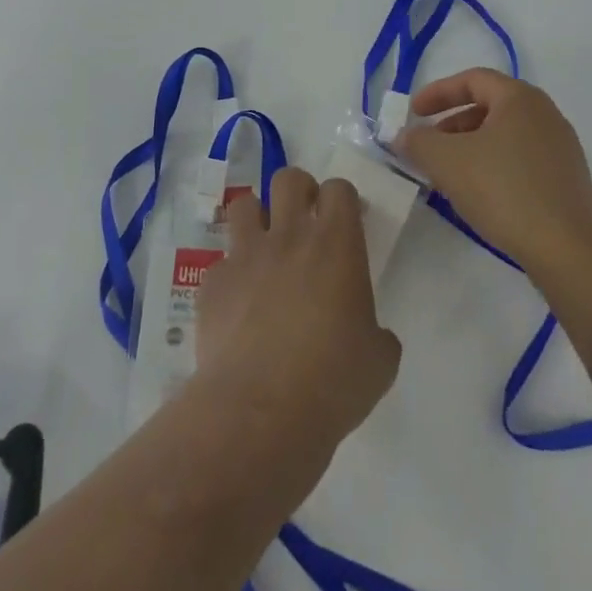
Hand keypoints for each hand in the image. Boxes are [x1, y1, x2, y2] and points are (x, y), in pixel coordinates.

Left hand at [196, 168, 401, 443]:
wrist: (260, 412)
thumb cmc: (332, 382)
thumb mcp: (379, 361)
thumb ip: (376, 333)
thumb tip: (369, 334)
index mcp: (336, 245)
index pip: (338, 189)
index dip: (342, 200)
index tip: (345, 221)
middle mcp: (289, 237)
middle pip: (288, 179)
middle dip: (298, 191)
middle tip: (304, 220)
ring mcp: (246, 255)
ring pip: (245, 205)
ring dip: (256, 219)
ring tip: (264, 249)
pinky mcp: (213, 283)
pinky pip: (221, 264)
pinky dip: (231, 277)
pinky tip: (237, 308)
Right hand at [395, 68, 591, 276]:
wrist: (569, 250)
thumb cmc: (505, 191)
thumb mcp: (447, 162)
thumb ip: (418, 142)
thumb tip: (404, 136)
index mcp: (520, 98)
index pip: (473, 79)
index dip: (438, 92)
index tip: (413, 113)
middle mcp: (545, 114)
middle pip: (489, 106)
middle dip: (452, 123)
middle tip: (428, 146)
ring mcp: (560, 148)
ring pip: (504, 135)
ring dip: (471, 147)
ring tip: (449, 174)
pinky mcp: (567, 180)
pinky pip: (521, 159)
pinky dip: (493, 165)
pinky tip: (479, 194)